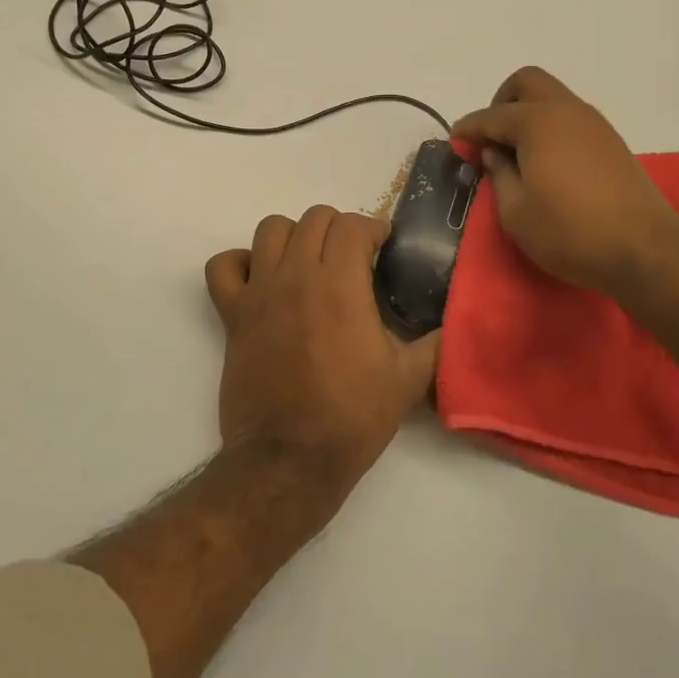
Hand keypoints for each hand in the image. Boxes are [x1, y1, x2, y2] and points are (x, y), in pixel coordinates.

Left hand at [205, 206, 438, 491]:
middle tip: (351, 257)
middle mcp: (297, 275)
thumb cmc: (351, 418)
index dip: (372, 230)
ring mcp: (259, 292)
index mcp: (341, 285)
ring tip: (308, 262)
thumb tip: (455, 324)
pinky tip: (260, 279)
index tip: (382, 248)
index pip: (353, 225)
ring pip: (270, 229)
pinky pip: (222, 266)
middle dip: (339, 229)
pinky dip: (239, 262)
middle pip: (314, 218)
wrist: (289, 459)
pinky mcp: (232, 315)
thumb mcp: (408, 381)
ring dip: (294, 236)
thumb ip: (436, 344)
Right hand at [451, 66, 678, 298]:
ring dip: (528, 115)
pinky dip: (550, 128)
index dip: (468, 128)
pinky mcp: (611, 142)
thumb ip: (499, 175)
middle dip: (501, 103)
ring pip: (552, 99)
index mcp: (537, 122)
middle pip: (527, 83)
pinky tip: (545, 163)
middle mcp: (567, 111)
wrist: (645, 251)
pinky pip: (570, 119)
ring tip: (516, 155)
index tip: (455, 141)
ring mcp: (594, 124)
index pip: (491, 116)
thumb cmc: (570, 232)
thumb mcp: (516, 212)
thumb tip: (493, 153)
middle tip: (491, 138)